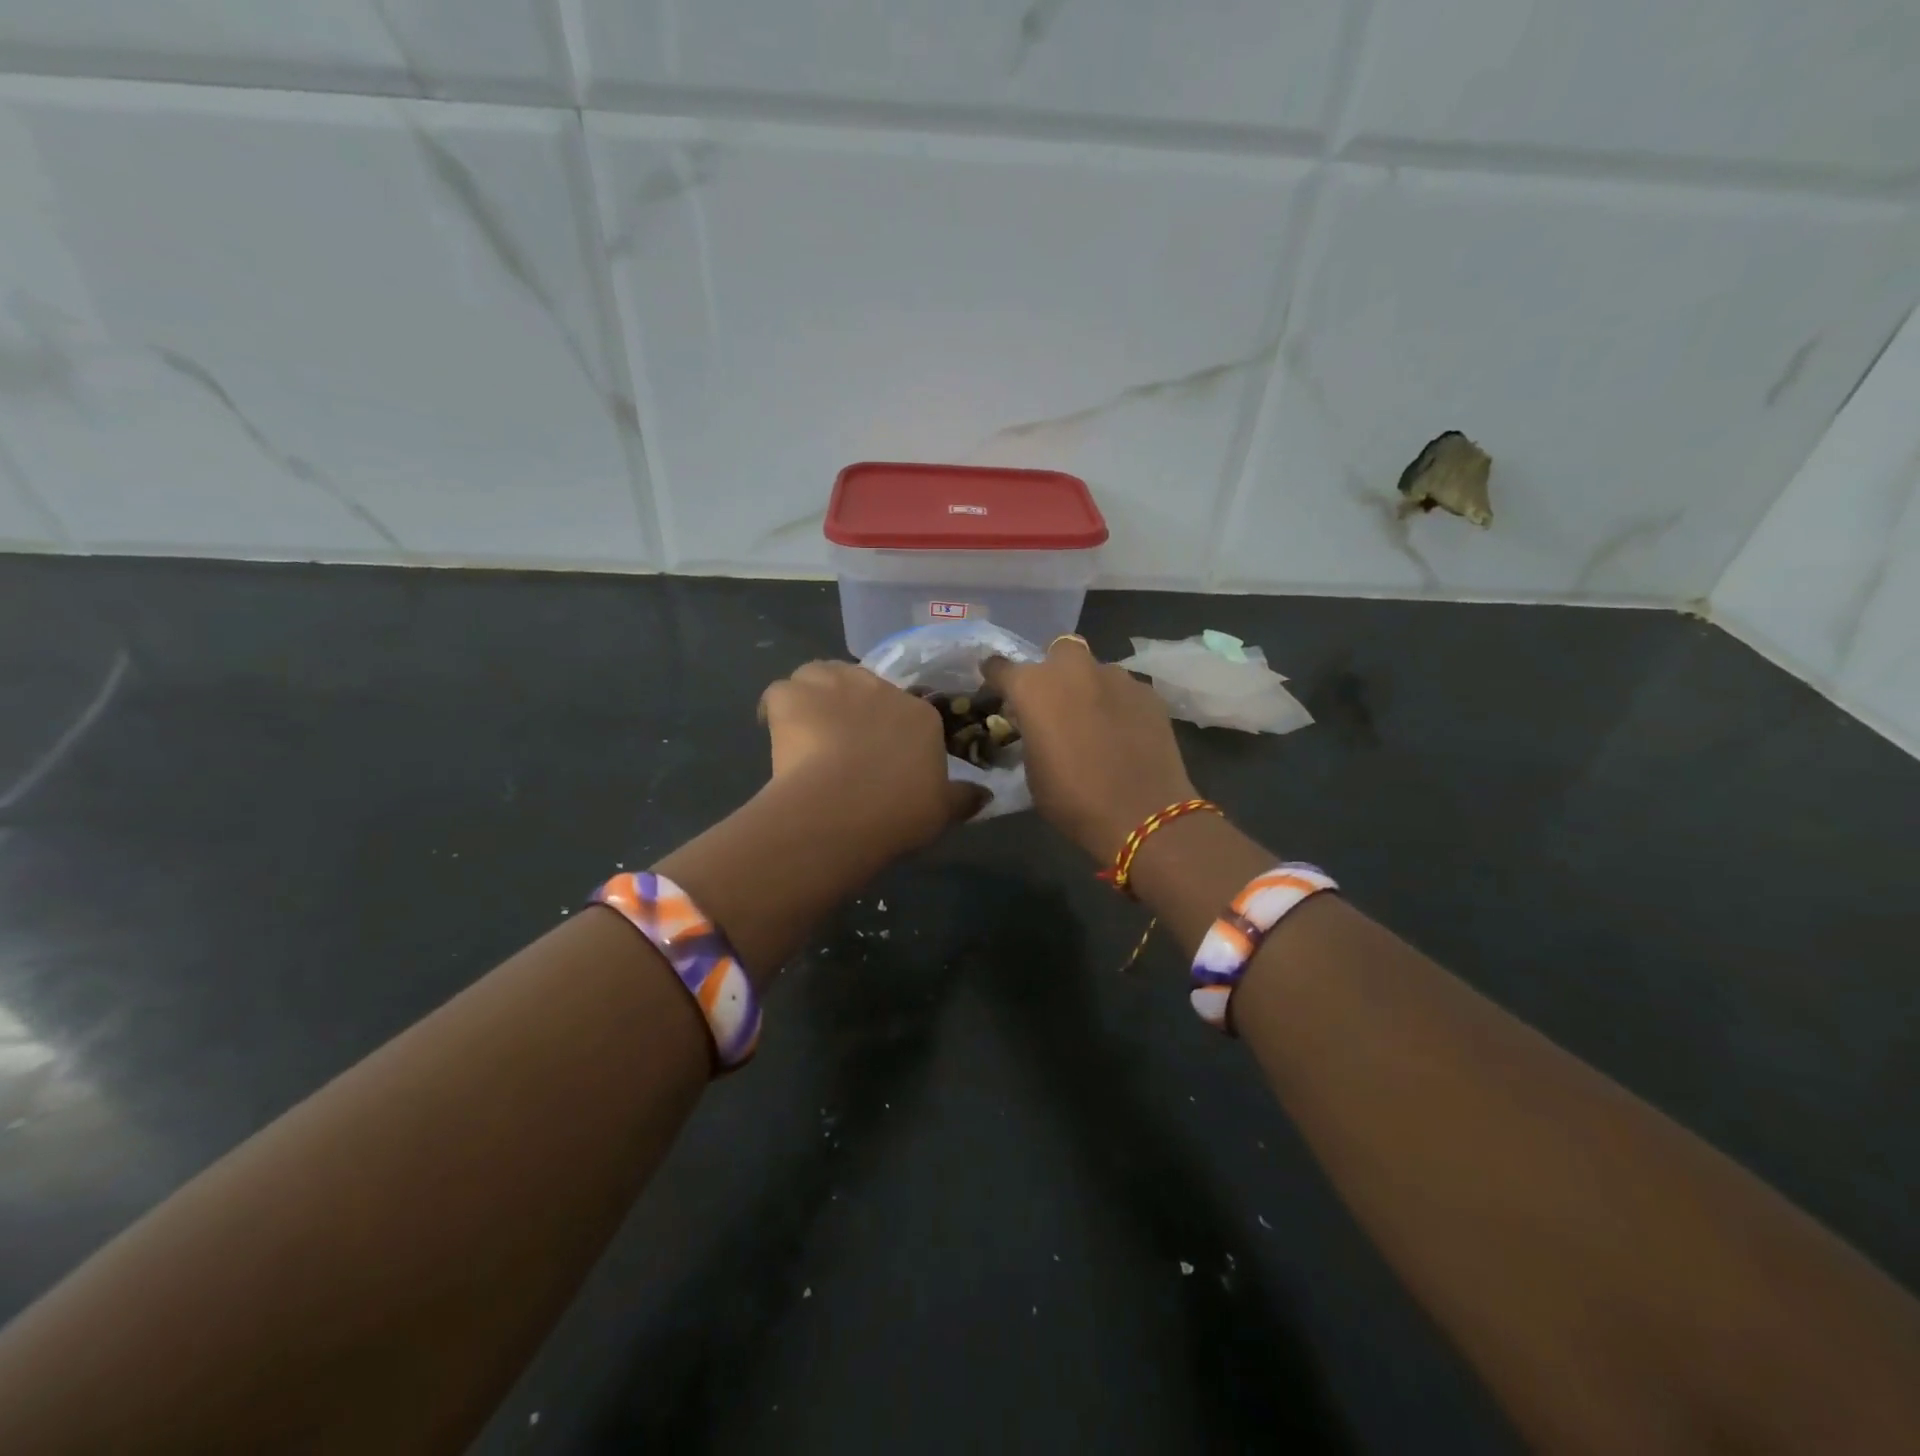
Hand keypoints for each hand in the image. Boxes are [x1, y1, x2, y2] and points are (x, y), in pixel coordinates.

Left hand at [759, 661, 985, 851]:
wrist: (843, 808)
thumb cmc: (899, 811)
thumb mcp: (942, 811)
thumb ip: (963, 798)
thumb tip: (986, 795)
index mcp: (920, 714)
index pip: (907, 709)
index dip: (890, 729)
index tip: (881, 755)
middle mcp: (879, 689)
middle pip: (862, 685)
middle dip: (852, 706)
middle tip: (842, 742)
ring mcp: (834, 686)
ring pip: (819, 674)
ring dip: (813, 694)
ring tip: (806, 727)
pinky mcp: (792, 695)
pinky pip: (779, 692)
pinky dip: (775, 709)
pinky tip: (773, 731)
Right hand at [983, 637, 1197, 863]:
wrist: (1141, 814)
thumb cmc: (1072, 799)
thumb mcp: (1032, 770)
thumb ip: (1030, 733)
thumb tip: (1038, 724)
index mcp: (1034, 687)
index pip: (1002, 667)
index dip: (997, 677)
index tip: (997, 688)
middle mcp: (1073, 670)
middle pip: (1058, 650)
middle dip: (1054, 669)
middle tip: (1056, 701)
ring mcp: (1116, 677)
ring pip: (1096, 670)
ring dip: (1090, 688)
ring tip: (1095, 720)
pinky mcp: (1148, 692)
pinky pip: (1124, 690)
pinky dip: (1119, 704)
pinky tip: (1124, 732)